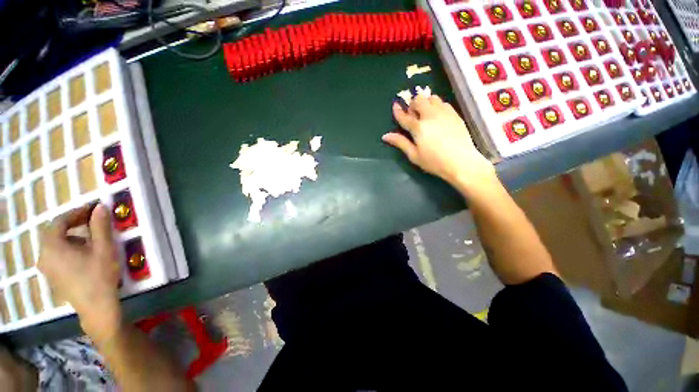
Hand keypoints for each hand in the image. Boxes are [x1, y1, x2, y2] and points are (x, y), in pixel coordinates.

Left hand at [38, 204, 121, 340]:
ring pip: (56, 245)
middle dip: (73, 225)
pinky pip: (57, 256)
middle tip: (92, 222)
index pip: (60, 221)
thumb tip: (100, 207)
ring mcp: (46, 268)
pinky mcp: (52, 277)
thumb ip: (100, 226)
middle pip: (55, 233)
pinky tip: (84, 255)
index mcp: (53, 246)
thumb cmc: (100, 275)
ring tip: (90, 240)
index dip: (76, 212)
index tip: (93, 209)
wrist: (97, 307)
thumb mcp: (104, 248)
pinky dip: (69, 249)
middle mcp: (44, 255)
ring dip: (72, 237)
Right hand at [383, 95, 495, 190]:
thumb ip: (400, 143)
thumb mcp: (414, 155)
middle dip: (413, 104)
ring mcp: (444, 113)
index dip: (398, 110)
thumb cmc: (434, 162)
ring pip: (432, 98)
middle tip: (413, 114)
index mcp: (418, 127)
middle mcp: (430, 116)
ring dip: (425, 102)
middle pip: (419, 100)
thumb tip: (385, 136)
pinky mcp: (454, 114)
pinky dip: (437, 105)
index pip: (404, 116)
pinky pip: (443, 102)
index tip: (395, 105)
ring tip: (425, 113)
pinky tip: (437, 116)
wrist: (462, 162)